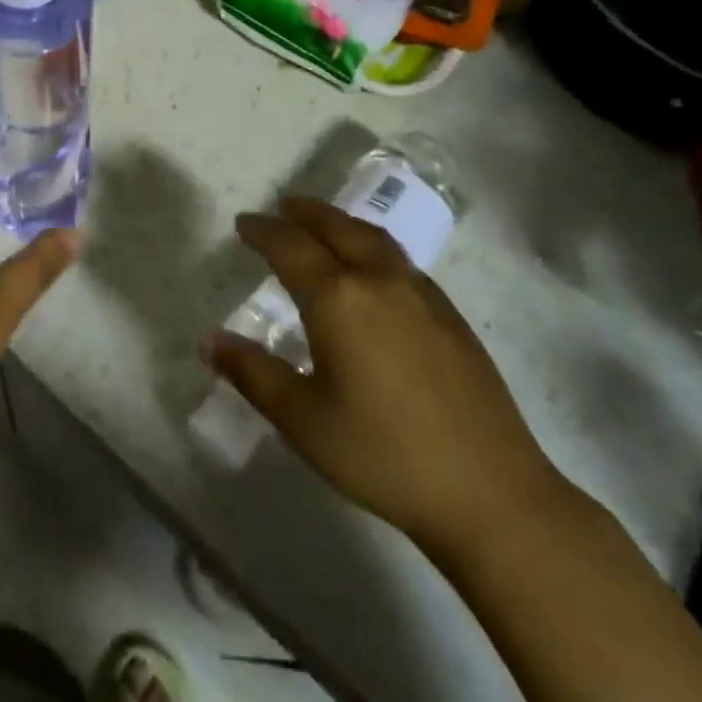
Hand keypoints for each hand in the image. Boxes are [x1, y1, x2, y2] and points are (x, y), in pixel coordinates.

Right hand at [204, 197, 567, 556]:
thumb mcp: (303, 420)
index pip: (290, 247)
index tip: (243, 223)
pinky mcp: (450, 316)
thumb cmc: (384, 455)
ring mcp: (421, 294)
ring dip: (341, 223)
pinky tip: (373, 270)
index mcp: (338, 299)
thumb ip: (252, 373)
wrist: (492, 494)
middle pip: (336, 228)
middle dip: (304, 212)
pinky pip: (400, 260)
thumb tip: (208, 340)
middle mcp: (379, 281)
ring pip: (373, 238)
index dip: (262, 231)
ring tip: (323, 224)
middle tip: (281, 207)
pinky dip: (372, 246)